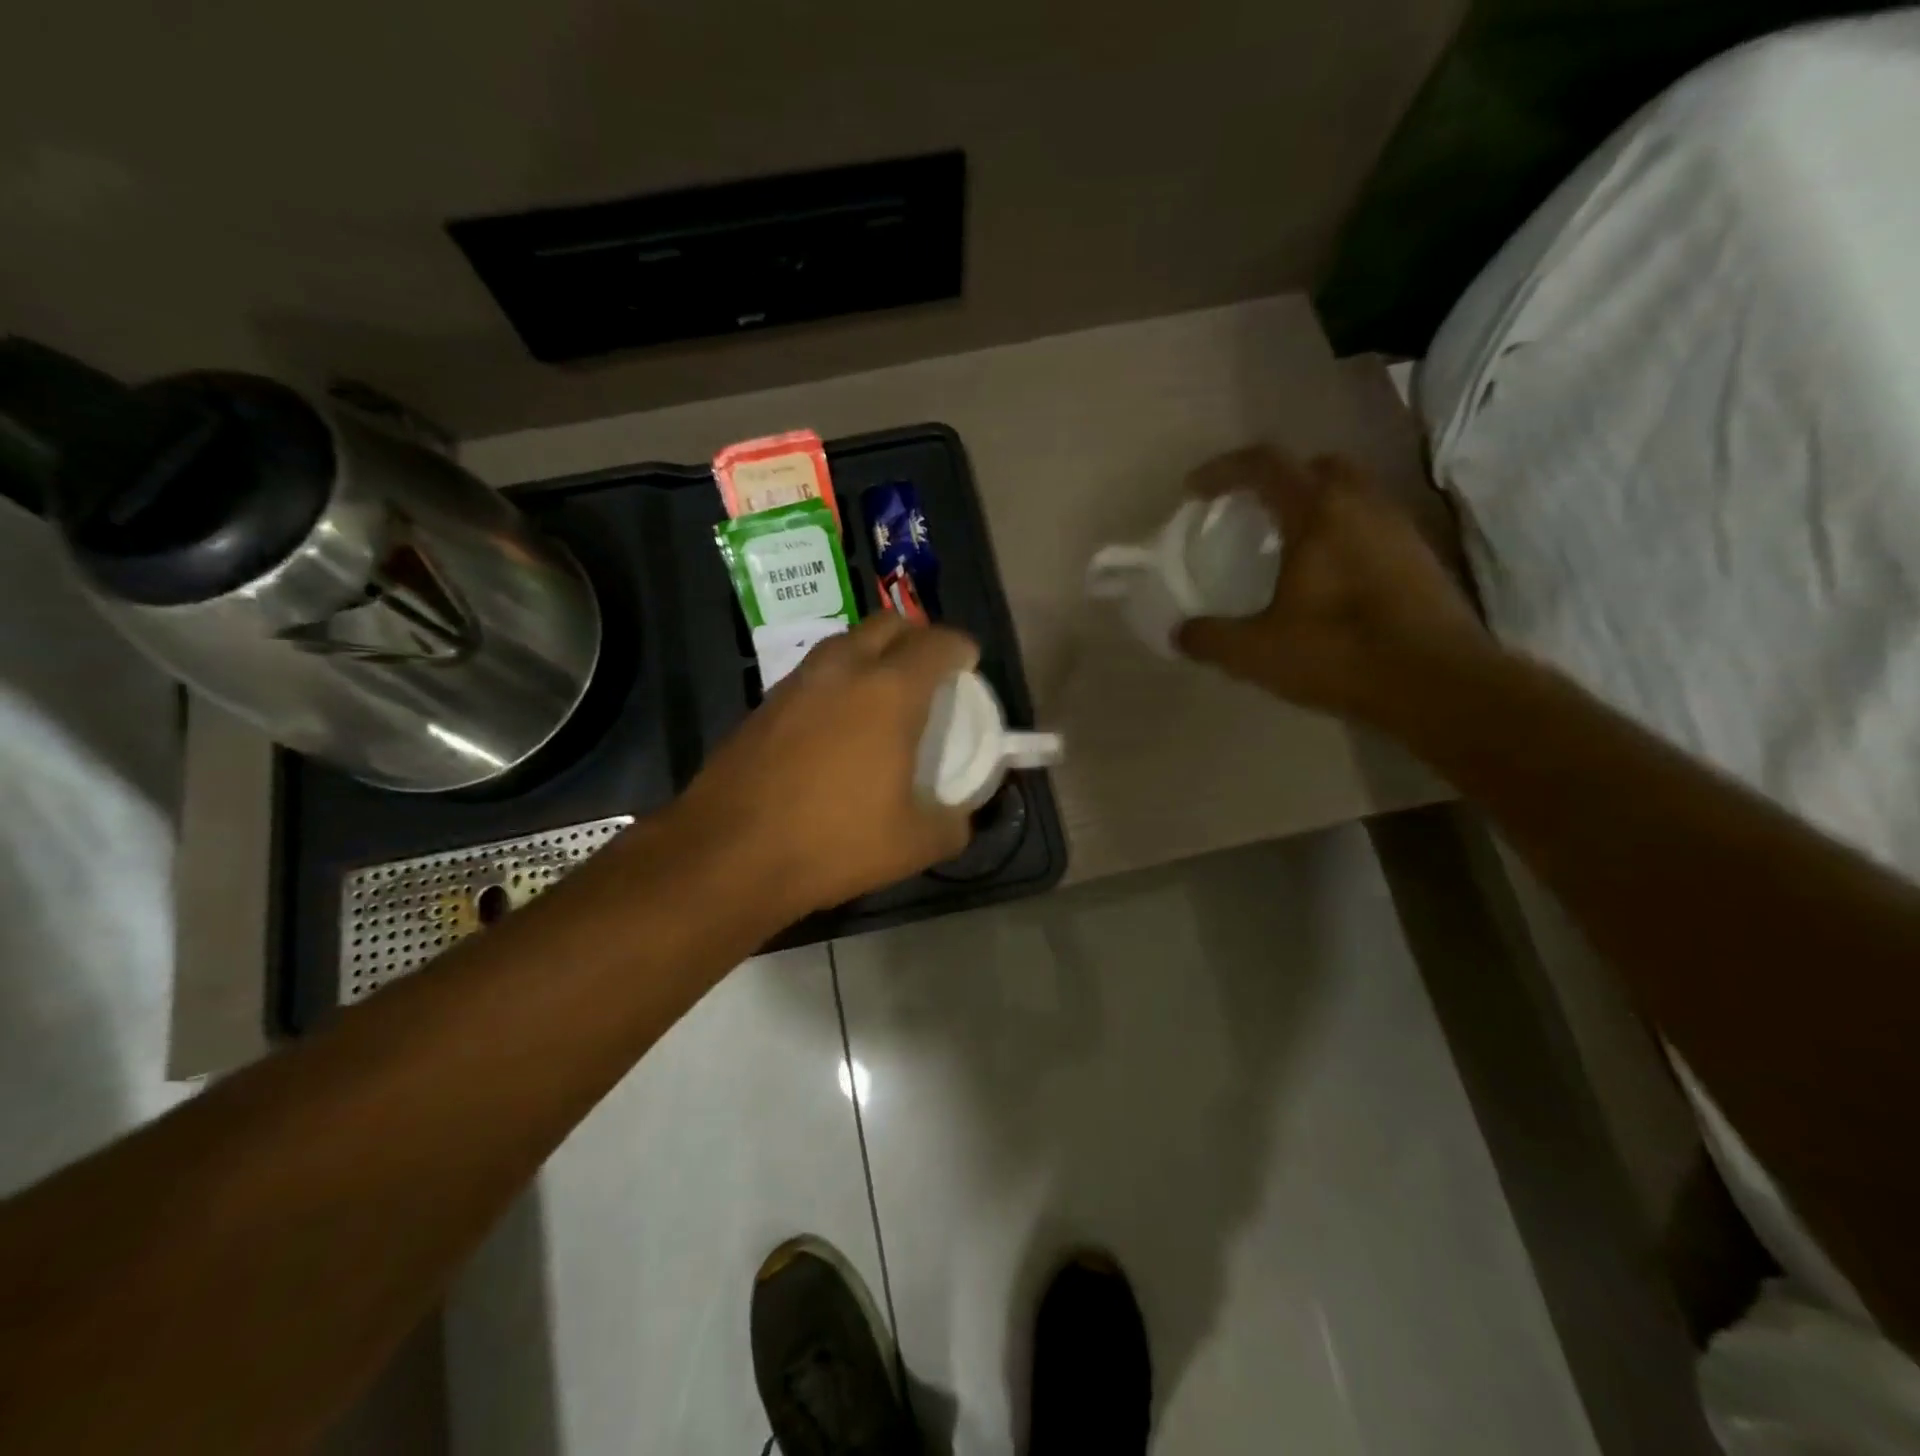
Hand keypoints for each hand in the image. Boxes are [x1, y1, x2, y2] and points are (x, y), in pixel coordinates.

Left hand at [673, 615, 979, 918]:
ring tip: (884, 695)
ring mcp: (797, 682)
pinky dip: (838, 680)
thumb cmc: (833, 842)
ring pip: (845, 643)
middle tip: (929, 672)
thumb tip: (961, 816)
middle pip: (888, 624)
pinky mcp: (764, 703)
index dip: (961, 649)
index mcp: (889, 691)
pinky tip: (837, 725)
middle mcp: (842, 670)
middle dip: (917, 637)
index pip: (937, 643)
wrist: (729, 853)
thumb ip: (953, 823)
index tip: (969, 665)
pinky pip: (814, 672)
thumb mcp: (914, 844)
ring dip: (873, 654)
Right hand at [1176, 447, 1492, 731]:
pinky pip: (1372, 526)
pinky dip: (1344, 535)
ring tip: (1288, 549)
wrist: (1438, 684)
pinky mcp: (1421, 558)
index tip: (1195, 491)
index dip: (1224, 470)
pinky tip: (1328, 579)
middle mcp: (1363, 505)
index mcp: (1318, 512)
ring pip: (1352, 494)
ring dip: (1316, 508)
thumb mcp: (1256, 652)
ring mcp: (1399, 529)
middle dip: (1279, 480)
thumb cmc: (1340, 653)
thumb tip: (1179, 633)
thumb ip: (1210, 638)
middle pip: (1317, 467)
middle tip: (1252, 513)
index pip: (1265, 464)